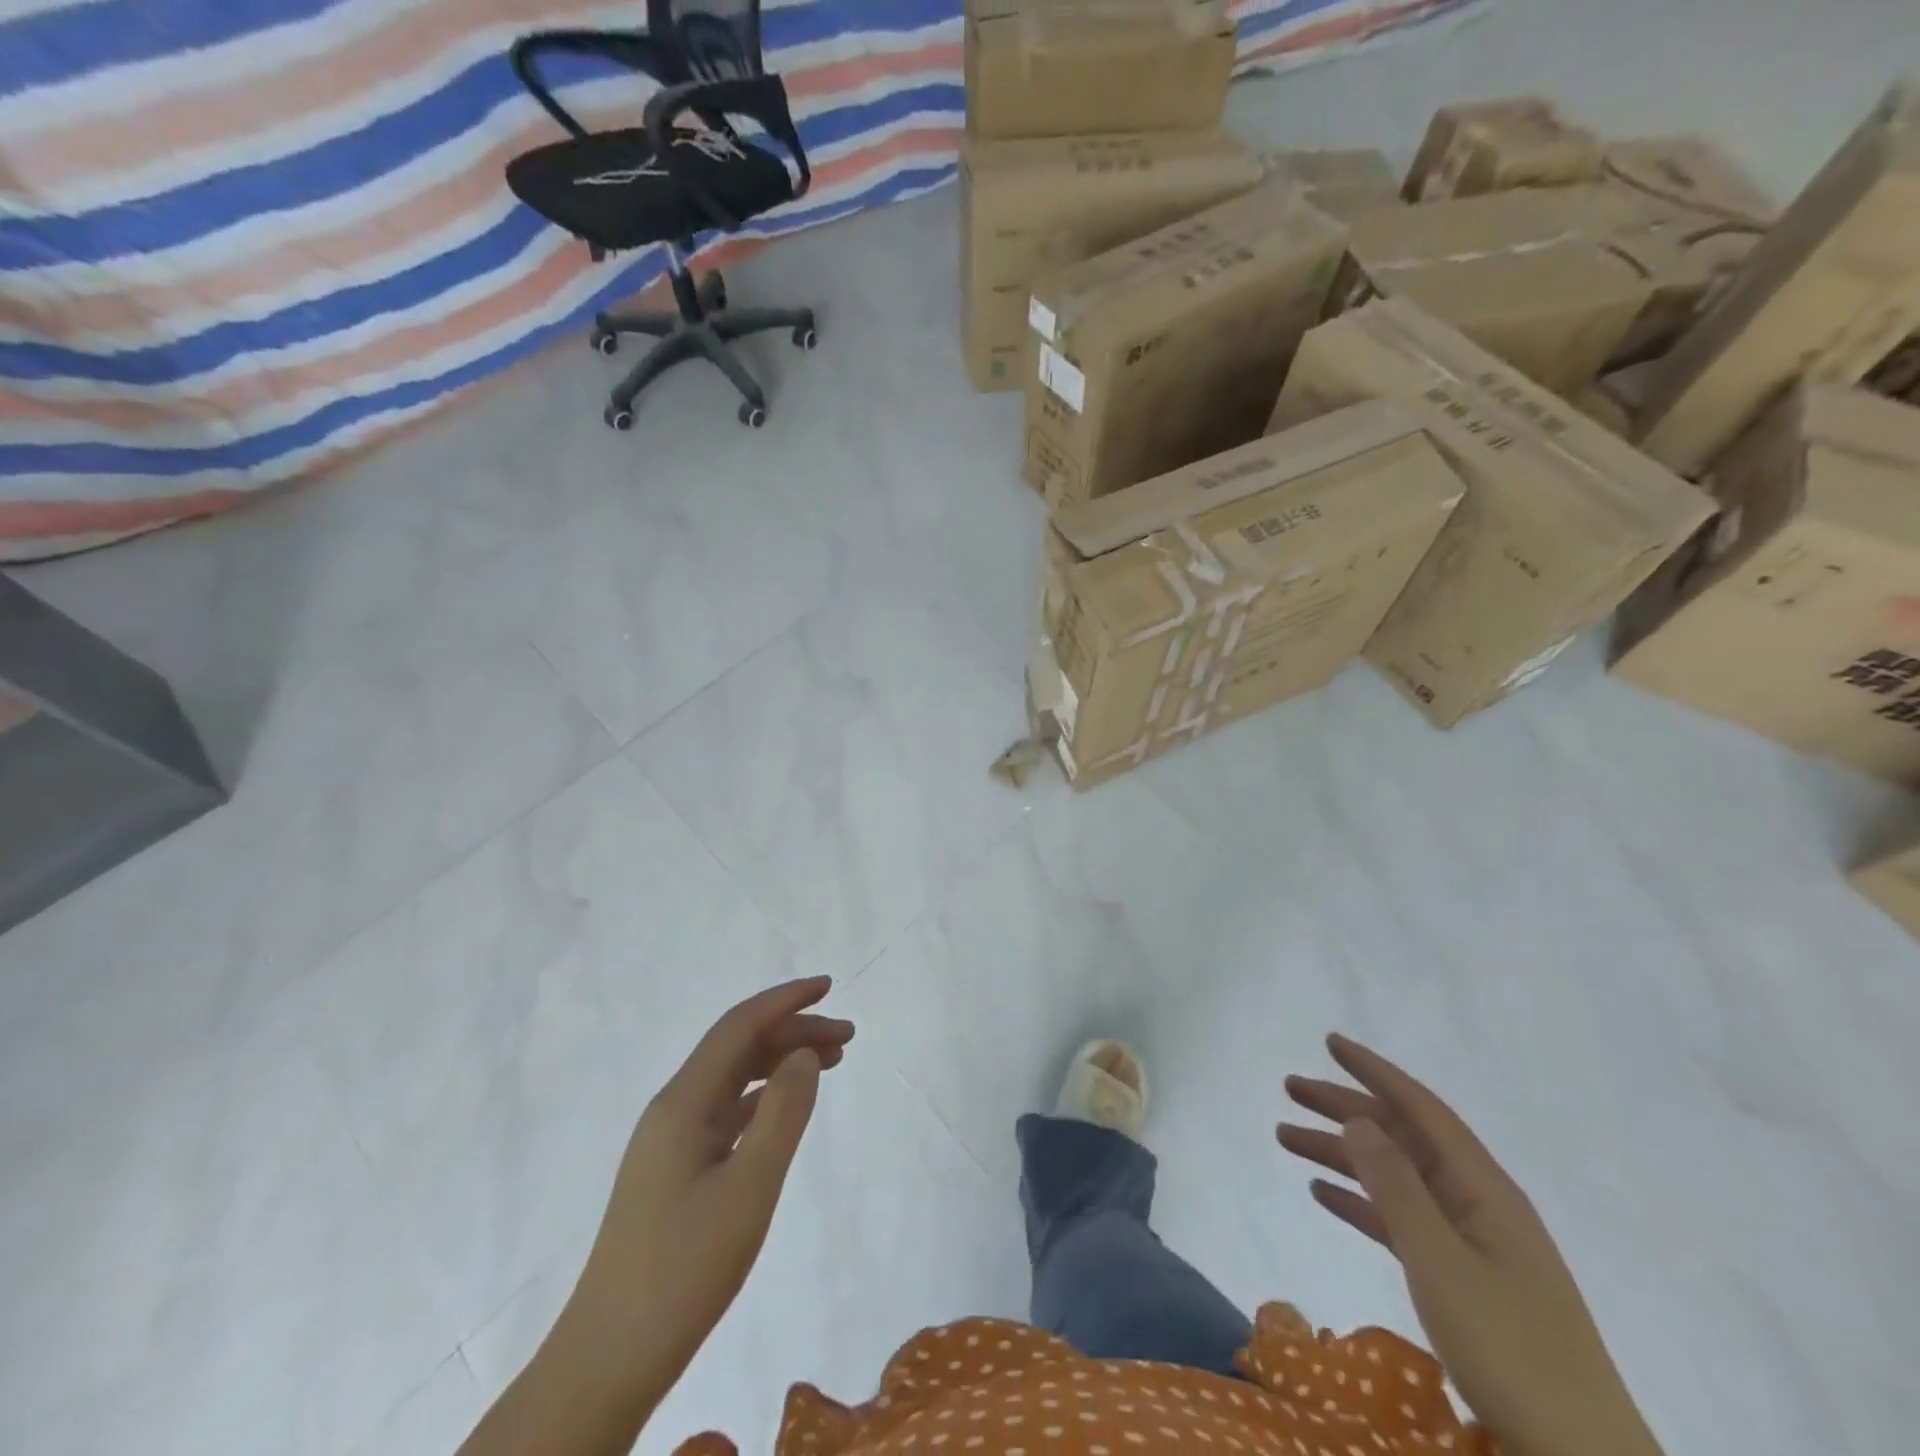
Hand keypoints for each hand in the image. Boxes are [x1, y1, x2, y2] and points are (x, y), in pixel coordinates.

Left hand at [559, 977, 854, 1408]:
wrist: (608, 1359)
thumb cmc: (683, 1269)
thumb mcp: (749, 1188)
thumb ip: (783, 1112)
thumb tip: (805, 1053)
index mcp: (684, 1101)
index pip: (739, 1026)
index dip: (785, 999)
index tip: (829, 987)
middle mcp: (675, 1109)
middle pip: (738, 1048)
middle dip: (792, 1031)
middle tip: (848, 1038)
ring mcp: (672, 1141)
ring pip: (734, 1078)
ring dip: (780, 1062)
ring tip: (830, 1062)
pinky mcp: (677, 1171)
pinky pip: (728, 1111)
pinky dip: (764, 1097)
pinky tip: (788, 1106)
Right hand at [1277, 1035, 1661, 1455]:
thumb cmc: (1513, 1352)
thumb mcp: (1444, 1264)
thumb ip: (1397, 1187)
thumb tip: (1358, 1119)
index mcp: (1483, 1189)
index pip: (1421, 1109)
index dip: (1374, 1071)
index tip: (1330, 1042)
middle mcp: (1475, 1203)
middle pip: (1400, 1136)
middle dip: (1345, 1107)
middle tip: (1289, 1088)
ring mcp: (1469, 1241)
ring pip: (1393, 1176)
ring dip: (1341, 1153)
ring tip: (1286, 1138)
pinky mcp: (1460, 1278)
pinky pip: (1398, 1219)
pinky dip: (1359, 1200)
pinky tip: (1322, 1194)